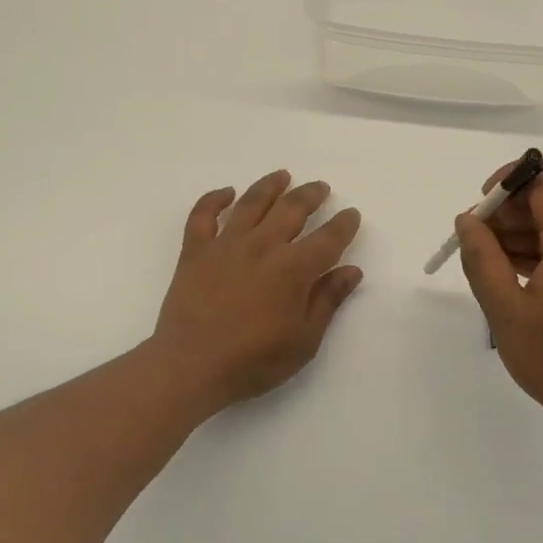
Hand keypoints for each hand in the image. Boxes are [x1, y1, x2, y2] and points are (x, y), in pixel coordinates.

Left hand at [151, 170, 363, 414]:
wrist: (191, 366)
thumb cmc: (253, 361)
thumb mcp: (303, 340)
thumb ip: (328, 301)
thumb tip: (352, 270)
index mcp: (293, 269)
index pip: (327, 239)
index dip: (343, 225)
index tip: (351, 214)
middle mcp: (262, 246)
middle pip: (291, 210)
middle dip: (310, 195)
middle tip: (321, 187)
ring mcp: (225, 245)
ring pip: (251, 203)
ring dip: (270, 186)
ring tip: (283, 175)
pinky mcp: (195, 251)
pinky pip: (203, 215)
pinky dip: (214, 199)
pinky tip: (226, 192)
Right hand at [454, 160, 542, 461]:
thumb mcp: (506, 309)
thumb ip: (481, 258)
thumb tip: (468, 220)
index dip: (509, 181)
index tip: (481, 211)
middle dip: (507, 215)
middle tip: (474, 248)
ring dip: (518, 237)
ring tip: (488, 271)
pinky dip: (538, 256)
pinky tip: (512, 283)